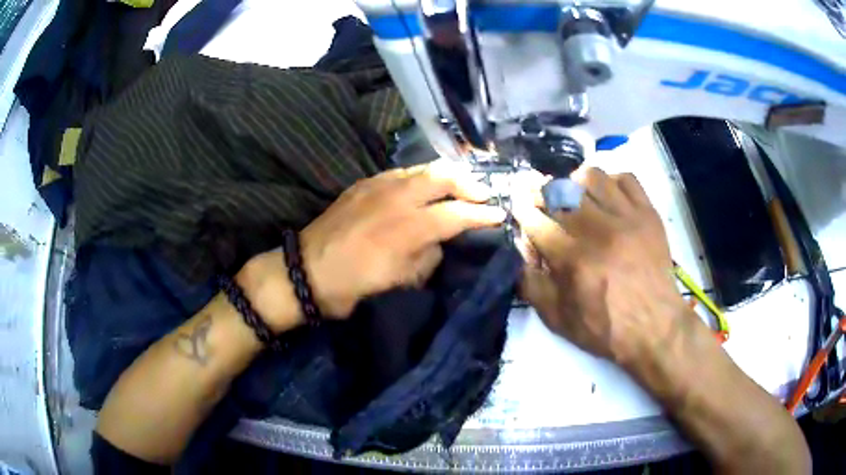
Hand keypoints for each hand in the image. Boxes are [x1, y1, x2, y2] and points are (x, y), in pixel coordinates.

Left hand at [244, 160, 505, 324]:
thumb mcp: (398, 283)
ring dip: (446, 176)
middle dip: (469, 183)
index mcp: (408, 227)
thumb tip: (439, 241)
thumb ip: (427, 257)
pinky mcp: (363, 184)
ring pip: (422, 168)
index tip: (499, 216)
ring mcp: (377, 185)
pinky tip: (422, 188)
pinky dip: (420, 177)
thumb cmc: (351, 287)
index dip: (482, 215)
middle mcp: (397, 198)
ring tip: (458, 187)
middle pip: (444, 176)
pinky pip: (400, 172)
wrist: (304, 272)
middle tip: (482, 195)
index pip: (457, 214)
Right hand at [513, 167, 691, 366]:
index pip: (536, 221)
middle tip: (545, 201)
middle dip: (543, 193)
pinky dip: (612, 182)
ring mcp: (626, 218)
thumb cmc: (605, 328)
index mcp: (572, 260)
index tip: (521, 208)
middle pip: (560, 192)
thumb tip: (521, 249)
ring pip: (592, 177)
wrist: (654, 327)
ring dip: (577, 183)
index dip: (523, 211)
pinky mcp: (648, 214)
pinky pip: (625, 178)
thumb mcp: (558, 320)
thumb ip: (532, 285)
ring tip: (578, 197)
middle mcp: (597, 231)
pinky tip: (608, 198)